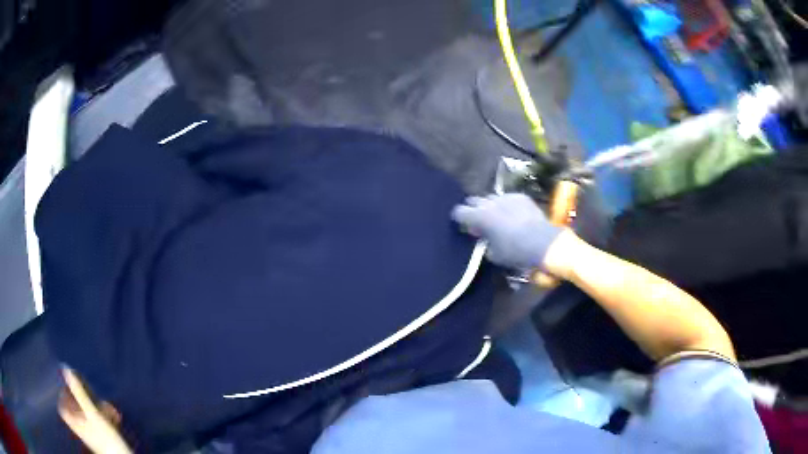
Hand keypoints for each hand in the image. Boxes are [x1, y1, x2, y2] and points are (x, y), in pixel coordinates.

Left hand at [58, 368, 131, 453]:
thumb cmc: (104, 437)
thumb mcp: (92, 413)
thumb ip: (78, 391)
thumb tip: (65, 368)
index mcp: (74, 423)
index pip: (62, 407)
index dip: (63, 396)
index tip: (69, 386)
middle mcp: (80, 428)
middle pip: (76, 410)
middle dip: (85, 400)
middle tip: (92, 394)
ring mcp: (91, 435)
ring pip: (89, 416)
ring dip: (98, 408)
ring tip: (108, 407)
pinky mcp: (102, 438)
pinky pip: (99, 423)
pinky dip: (104, 417)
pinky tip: (113, 416)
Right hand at [451, 193, 562, 270]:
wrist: (543, 242)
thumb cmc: (515, 252)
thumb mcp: (493, 254)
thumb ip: (483, 243)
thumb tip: (482, 238)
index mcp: (480, 216)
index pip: (459, 211)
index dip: (458, 218)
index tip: (461, 224)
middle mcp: (490, 202)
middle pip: (474, 200)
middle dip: (473, 209)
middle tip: (478, 221)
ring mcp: (506, 197)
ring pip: (491, 198)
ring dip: (490, 207)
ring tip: (497, 217)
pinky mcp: (521, 196)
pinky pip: (508, 198)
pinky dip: (507, 206)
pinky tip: (513, 216)